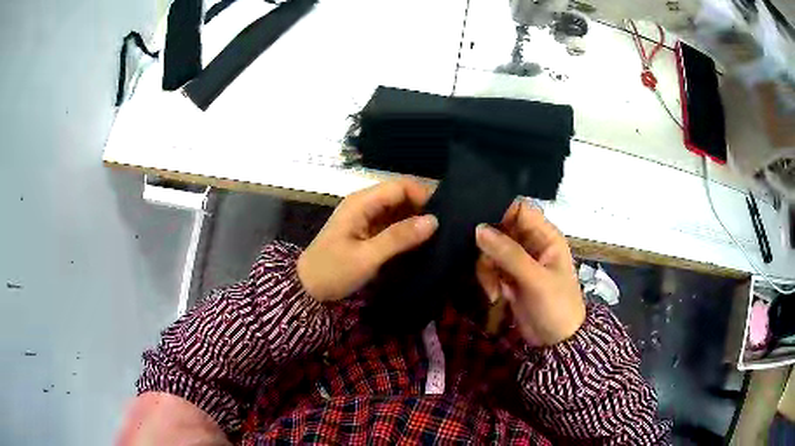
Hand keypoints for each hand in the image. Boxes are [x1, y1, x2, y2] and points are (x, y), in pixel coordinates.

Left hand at [298, 179, 437, 301]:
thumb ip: (399, 237)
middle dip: (423, 208)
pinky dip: (408, 232)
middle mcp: (366, 204)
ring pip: (399, 210)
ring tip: (440, 236)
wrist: (307, 289)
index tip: (445, 215)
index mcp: (362, 202)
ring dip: (417, 221)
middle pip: (401, 196)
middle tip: (446, 228)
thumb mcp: (367, 256)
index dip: (424, 195)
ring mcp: (367, 218)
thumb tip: (433, 221)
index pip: (400, 186)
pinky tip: (422, 244)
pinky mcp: (368, 232)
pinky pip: (393, 225)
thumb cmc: (333, 271)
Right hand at [475, 201, 584, 345]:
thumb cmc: (556, 306)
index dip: (499, 212)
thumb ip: (509, 254)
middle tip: (486, 266)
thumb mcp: (536, 280)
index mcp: (545, 236)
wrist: (556, 342)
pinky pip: (489, 267)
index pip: (519, 210)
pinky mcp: (507, 276)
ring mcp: (518, 261)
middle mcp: (530, 243)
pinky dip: (487, 280)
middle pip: (499, 229)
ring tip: (493, 290)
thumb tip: (479, 229)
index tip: (479, 225)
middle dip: (488, 247)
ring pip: (490, 249)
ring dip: (486, 268)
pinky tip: (494, 296)